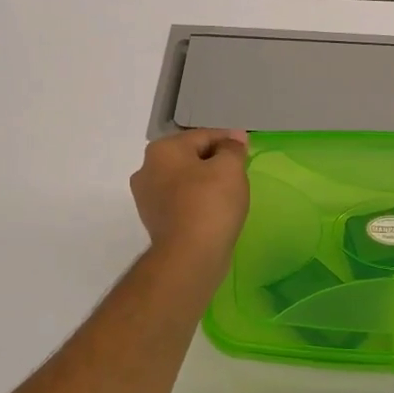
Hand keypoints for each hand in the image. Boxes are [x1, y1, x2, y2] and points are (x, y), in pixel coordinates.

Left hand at [131, 129, 250, 258]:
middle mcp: (147, 169)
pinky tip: (214, 211)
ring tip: (229, 194)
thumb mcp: (229, 168)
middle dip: (214, 161)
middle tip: (239, 172)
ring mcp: (147, 198)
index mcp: (162, 150)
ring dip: (205, 183)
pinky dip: (196, 202)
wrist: (189, 256)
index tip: (247, 149)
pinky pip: (181, 202)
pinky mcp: (154, 221)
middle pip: (190, 157)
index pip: (202, 136)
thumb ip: (232, 148)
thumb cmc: (210, 204)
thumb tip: (235, 137)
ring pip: (184, 180)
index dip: (228, 140)